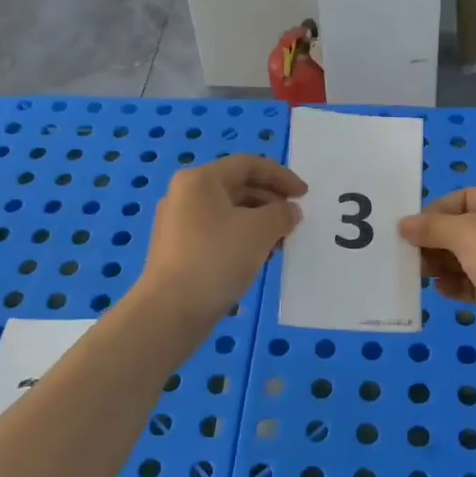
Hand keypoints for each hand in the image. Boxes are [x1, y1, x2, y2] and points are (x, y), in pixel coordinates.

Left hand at [141, 155, 304, 318]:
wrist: (171, 311)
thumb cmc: (216, 259)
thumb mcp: (260, 231)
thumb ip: (282, 214)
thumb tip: (289, 211)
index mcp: (200, 180)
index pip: (248, 165)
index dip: (281, 176)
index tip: (305, 195)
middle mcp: (185, 195)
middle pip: (237, 187)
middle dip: (271, 201)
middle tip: (294, 220)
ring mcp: (178, 223)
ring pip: (229, 212)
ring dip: (259, 222)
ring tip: (281, 243)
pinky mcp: (178, 250)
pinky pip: (218, 232)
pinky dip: (242, 238)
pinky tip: (258, 258)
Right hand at [397, 188, 475, 338]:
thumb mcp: (464, 233)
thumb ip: (431, 227)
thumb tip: (404, 225)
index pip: (465, 197)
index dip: (436, 211)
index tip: (413, 229)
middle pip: (465, 228)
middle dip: (436, 241)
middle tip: (412, 256)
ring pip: (470, 257)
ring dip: (443, 264)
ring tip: (421, 275)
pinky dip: (458, 284)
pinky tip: (441, 290)